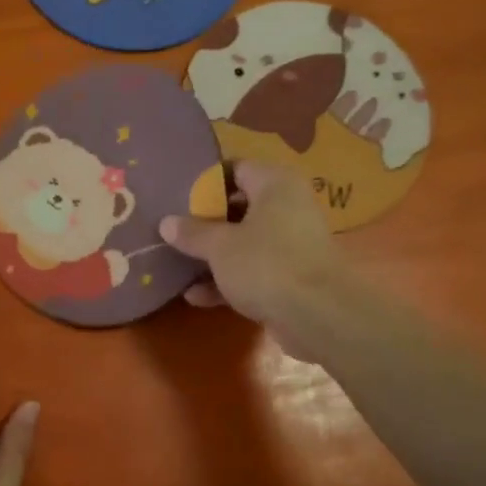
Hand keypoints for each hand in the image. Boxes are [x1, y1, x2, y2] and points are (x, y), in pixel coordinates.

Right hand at [160, 162, 349, 356]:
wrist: (319, 317)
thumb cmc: (267, 265)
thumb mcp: (219, 246)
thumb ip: (192, 233)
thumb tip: (166, 223)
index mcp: (275, 185)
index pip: (236, 168)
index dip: (205, 182)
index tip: (176, 197)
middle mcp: (287, 207)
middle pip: (238, 207)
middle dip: (205, 222)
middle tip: (173, 231)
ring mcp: (291, 244)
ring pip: (244, 242)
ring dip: (213, 256)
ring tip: (177, 264)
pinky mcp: (291, 278)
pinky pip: (253, 271)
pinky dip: (227, 281)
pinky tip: (195, 297)